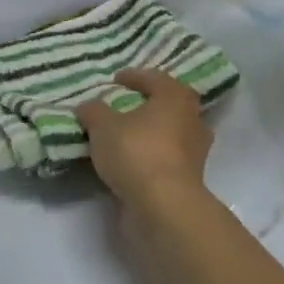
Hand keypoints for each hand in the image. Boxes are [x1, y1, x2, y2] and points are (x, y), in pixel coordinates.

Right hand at [76, 68, 213, 207]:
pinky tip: (129, 163)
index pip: (155, 78)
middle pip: (169, 106)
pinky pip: (166, 159)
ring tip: (124, 137)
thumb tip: (89, 106)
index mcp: (176, 98)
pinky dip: (150, 157)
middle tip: (124, 107)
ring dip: (150, 133)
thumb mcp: (103, 125)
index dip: (134, 76)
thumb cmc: (136, 152)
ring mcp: (194, 153)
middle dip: (147, 105)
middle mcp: (192, 121)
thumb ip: (94, 111)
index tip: (116, 80)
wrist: (163, 207)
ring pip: (170, 134)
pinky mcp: (188, 180)